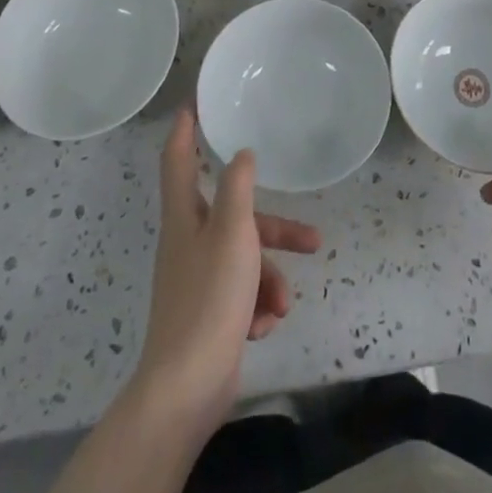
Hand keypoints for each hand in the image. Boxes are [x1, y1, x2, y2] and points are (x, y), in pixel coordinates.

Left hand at [133, 110, 321, 434]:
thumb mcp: (232, 232)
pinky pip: (242, 293)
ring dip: (270, 280)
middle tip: (312, 238)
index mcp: (185, 216)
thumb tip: (242, 154)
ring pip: (246, 260)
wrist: (187, 388)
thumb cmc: (209, 297)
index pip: (179, 159)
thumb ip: (238, 188)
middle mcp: (189, 242)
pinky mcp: (210, 312)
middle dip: (274, 230)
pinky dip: (257, 306)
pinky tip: (262, 326)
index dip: (185, 130)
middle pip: (235, 218)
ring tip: (283, 306)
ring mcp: (198, 279)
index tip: (193, 104)